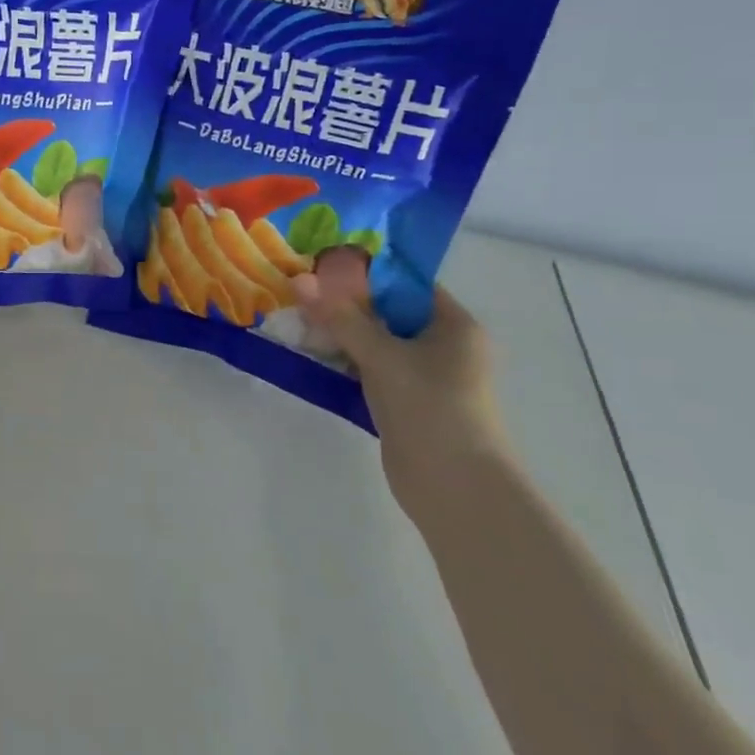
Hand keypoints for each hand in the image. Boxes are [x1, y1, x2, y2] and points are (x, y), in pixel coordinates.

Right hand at [291, 248, 514, 518]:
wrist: (456, 489)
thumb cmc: (430, 408)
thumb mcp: (382, 356)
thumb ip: (340, 317)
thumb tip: (300, 279)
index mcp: (454, 325)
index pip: (407, 284)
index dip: (367, 271)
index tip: (323, 265)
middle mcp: (444, 346)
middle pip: (388, 312)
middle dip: (346, 304)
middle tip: (301, 293)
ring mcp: (425, 377)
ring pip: (376, 343)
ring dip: (341, 335)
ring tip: (298, 321)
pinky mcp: (406, 403)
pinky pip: (371, 370)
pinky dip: (345, 362)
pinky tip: (312, 356)